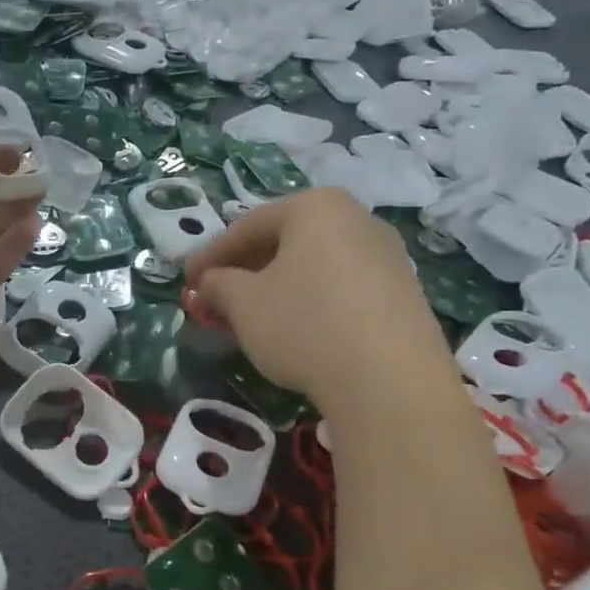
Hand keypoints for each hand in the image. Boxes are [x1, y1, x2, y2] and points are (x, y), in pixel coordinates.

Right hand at [184, 189, 446, 413]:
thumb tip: (209, 283)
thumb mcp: (243, 304)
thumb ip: (217, 285)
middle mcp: (356, 218)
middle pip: (283, 242)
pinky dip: (309, 302)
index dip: (209, 256)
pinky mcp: (403, 293)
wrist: (391, 382)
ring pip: (312, 266)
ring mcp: (387, 255)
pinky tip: (294, 331)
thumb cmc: (304, 326)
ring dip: (275, 288)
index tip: (186, 281)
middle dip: (243, 271)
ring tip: (250, 319)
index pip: (246, 226)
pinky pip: (341, 287)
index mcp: (315, 207)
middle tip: (214, 300)